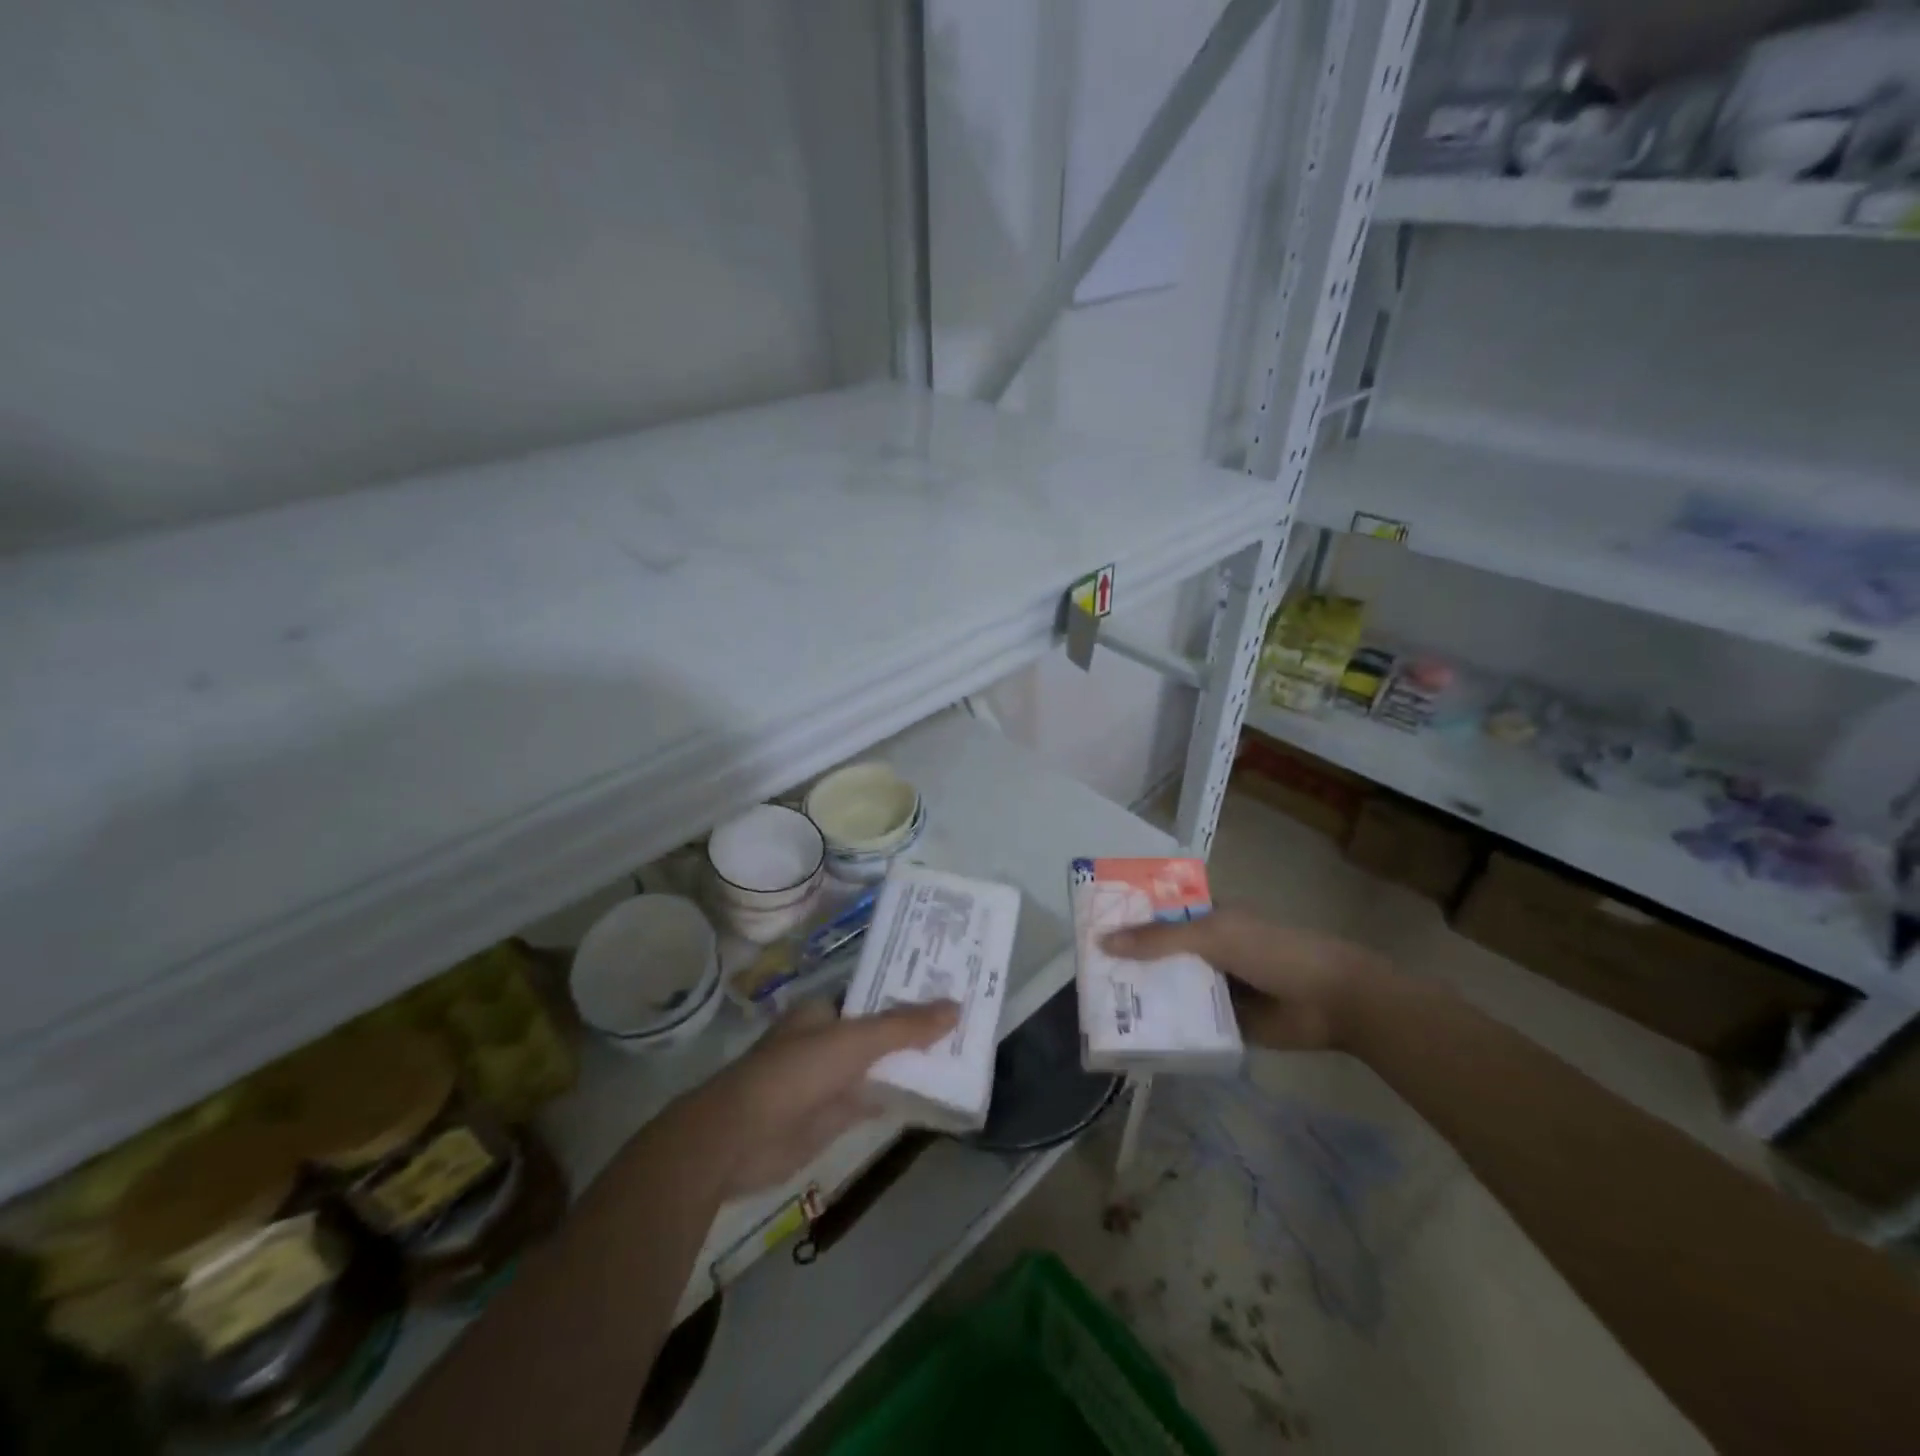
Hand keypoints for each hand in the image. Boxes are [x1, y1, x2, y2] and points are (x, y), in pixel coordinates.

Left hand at [687, 1000, 958, 1197]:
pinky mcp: (833, 1116)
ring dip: (913, 1063)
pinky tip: (936, 1094)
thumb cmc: (795, 1073)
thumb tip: (956, 1007)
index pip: (876, 993)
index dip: (910, 990)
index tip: (949, 986)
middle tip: (967, 1019)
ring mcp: (831, 1079)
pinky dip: (901, 1096)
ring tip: (963, 1052)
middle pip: (882, 1030)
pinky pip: (875, 1099)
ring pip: (881, 1065)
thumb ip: (904, 1026)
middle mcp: (828, 1039)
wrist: (739, 1139)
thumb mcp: (854, 1041)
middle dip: (917, 1028)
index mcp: (825, 1009)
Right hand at [1100, 906, 1391, 1051]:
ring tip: (1100, 1008)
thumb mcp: (1213, 936)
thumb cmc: (1274, 951)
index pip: (1156, 913)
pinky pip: (1188, 1023)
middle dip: (1127, 962)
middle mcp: (1206, 948)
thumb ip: (1159, 939)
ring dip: (1144, 997)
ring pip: (1170, 988)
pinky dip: (1167, 1028)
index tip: (1088, 928)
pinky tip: (1134, 1038)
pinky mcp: (1225, 1021)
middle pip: (1158, 953)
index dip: (1125, 917)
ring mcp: (1216, 986)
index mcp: (1206, 917)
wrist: (1334, 1001)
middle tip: (1086, 975)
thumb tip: (1103, 941)